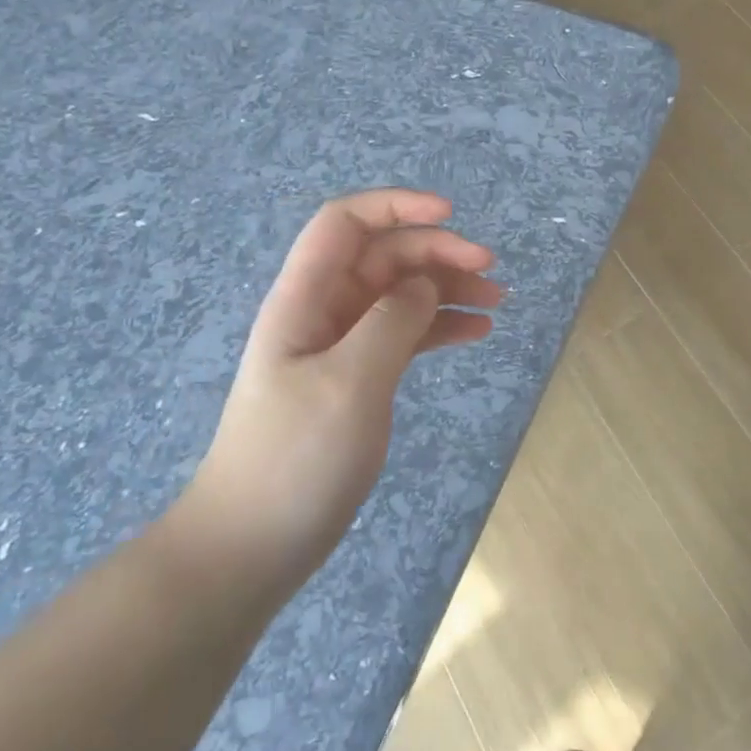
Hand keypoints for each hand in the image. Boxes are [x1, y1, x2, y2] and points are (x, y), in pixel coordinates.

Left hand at [179, 190, 500, 590]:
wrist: (254, 545)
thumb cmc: (294, 457)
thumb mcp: (349, 382)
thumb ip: (392, 321)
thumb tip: (424, 284)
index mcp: (306, 298)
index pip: (345, 223)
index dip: (396, 205)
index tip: (451, 215)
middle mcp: (326, 310)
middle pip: (386, 255)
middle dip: (439, 251)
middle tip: (490, 269)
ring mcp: (344, 344)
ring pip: (403, 293)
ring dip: (449, 287)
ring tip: (496, 301)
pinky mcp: (361, 375)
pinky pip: (408, 332)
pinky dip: (442, 325)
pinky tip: (478, 332)